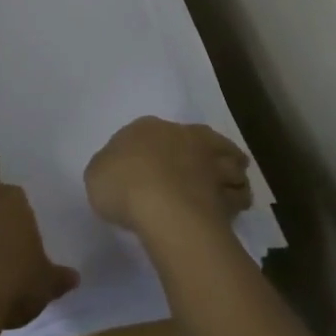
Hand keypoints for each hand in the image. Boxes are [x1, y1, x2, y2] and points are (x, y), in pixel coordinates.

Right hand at [84, 117, 250, 238]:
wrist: (160, 206)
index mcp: (148, 128)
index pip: (155, 130)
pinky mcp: (227, 193)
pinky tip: (233, 206)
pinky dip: (237, 198)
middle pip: (201, 140)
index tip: (156, 161)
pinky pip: (237, 194)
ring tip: (228, 185)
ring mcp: (210, 163)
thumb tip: (119, 170)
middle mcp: (184, 137)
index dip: (158, 146)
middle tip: (202, 168)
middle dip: (204, 152)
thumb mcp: (97, 173)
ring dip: (231, 172)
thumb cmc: (122, 184)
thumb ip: (109, 168)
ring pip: (230, 163)